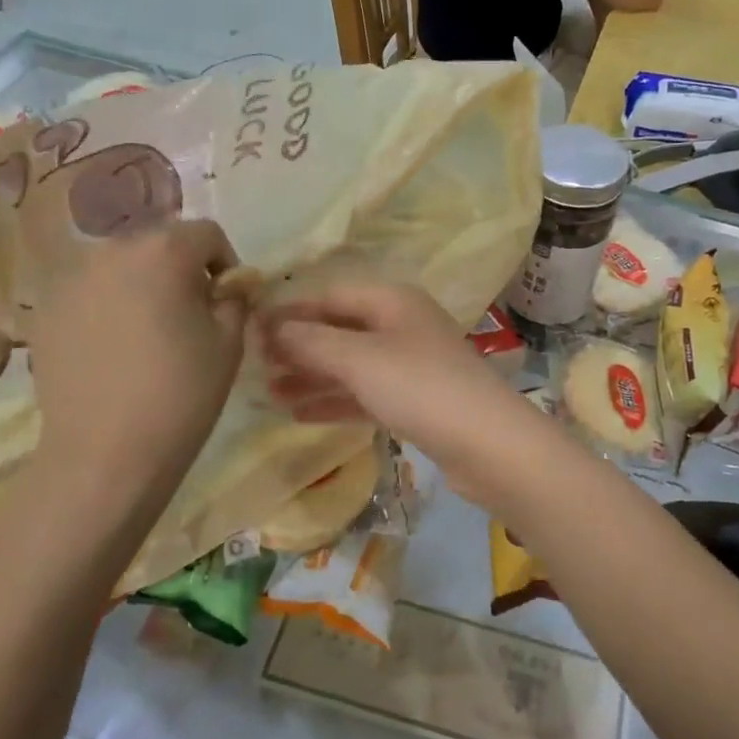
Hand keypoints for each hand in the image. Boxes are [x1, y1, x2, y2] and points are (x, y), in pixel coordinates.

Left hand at [29, 220, 247, 507]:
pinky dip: (108, 308)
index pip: (206, 233)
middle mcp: (111, 251)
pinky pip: (90, 294)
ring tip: (149, 335)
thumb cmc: (181, 393)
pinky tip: (114, 352)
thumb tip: (233, 282)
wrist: (105, 454)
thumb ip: (235, 298)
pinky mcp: (45, 312)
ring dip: (143, 286)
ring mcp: (70, 280)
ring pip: (121, 267)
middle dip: (181, 270)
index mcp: (163, 251)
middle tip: (191, 317)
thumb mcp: (229, 343)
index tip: (228, 302)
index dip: (225, 263)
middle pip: (159, 244)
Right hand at [262, 283, 529, 474]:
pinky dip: (335, 401)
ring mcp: (411, 365)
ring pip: (350, 364)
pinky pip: (365, 393)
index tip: (251, 328)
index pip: (331, 295)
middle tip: (255, 365)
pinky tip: (299, 414)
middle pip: (340, 329)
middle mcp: (402, 326)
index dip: (290, 310)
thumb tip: (272, 326)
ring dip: (311, 376)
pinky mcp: (415, 401)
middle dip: (299, 346)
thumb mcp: (359, 359)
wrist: (487, 443)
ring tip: (269, 393)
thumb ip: (312, 341)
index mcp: (392, 301)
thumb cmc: (419, 387)